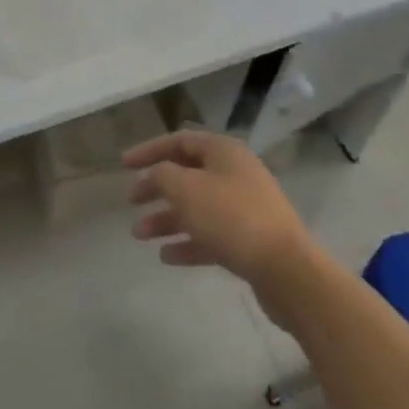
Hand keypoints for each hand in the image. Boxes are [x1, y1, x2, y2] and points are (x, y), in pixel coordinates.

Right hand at [125, 130, 317, 305]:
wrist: (285, 268)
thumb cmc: (231, 218)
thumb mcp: (186, 189)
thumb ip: (162, 175)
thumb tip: (157, 174)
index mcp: (224, 151)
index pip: (180, 140)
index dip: (149, 150)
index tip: (123, 165)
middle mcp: (235, 173)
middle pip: (188, 174)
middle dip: (157, 187)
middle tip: (131, 201)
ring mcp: (245, 206)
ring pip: (197, 206)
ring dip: (167, 218)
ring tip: (139, 235)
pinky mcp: (250, 240)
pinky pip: (211, 234)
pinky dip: (188, 242)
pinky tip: (166, 256)